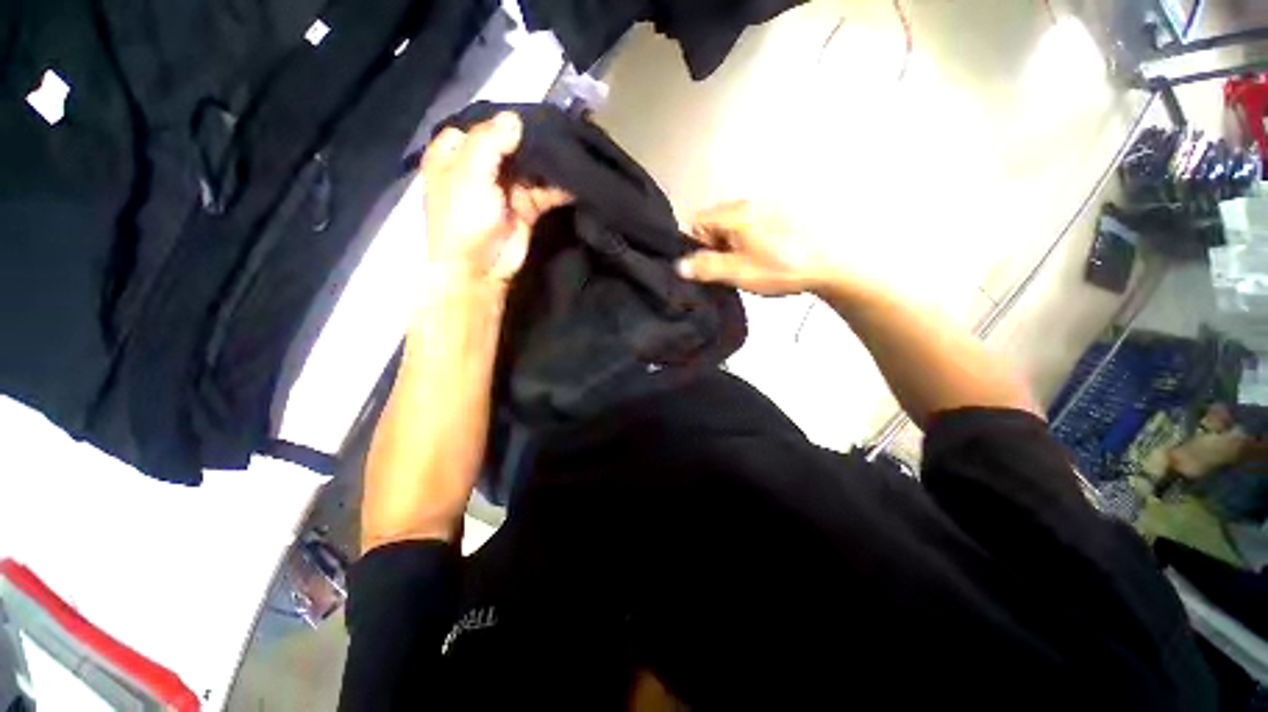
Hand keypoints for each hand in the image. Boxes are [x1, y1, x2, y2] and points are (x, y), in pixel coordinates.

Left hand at [422, 112, 569, 288]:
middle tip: (560, 128)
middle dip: (531, 140)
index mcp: (454, 154)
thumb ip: (490, 141)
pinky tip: (575, 178)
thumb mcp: (469, 173)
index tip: (530, 113)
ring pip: (529, 167)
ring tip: (572, 149)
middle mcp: (479, 168)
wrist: (480, 269)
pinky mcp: (526, 207)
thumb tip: (515, 118)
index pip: (479, 125)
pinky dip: (557, 187)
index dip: (501, 121)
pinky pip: (544, 191)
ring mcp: (504, 188)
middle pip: (508, 145)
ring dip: (547, 163)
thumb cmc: (464, 219)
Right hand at [676, 201, 848, 296]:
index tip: (713, 263)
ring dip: (733, 243)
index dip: (699, 245)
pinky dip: (749, 239)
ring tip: (752, 262)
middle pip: (714, 222)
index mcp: (735, 214)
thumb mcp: (739, 273)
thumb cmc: (782, 268)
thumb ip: (707, 268)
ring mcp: (765, 205)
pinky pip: (750, 224)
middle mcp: (747, 203)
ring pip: (732, 224)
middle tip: (733, 265)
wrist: (830, 263)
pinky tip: (765, 254)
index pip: (696, 222)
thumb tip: (679, 266)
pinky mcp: (779, 212)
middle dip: (716, 244)